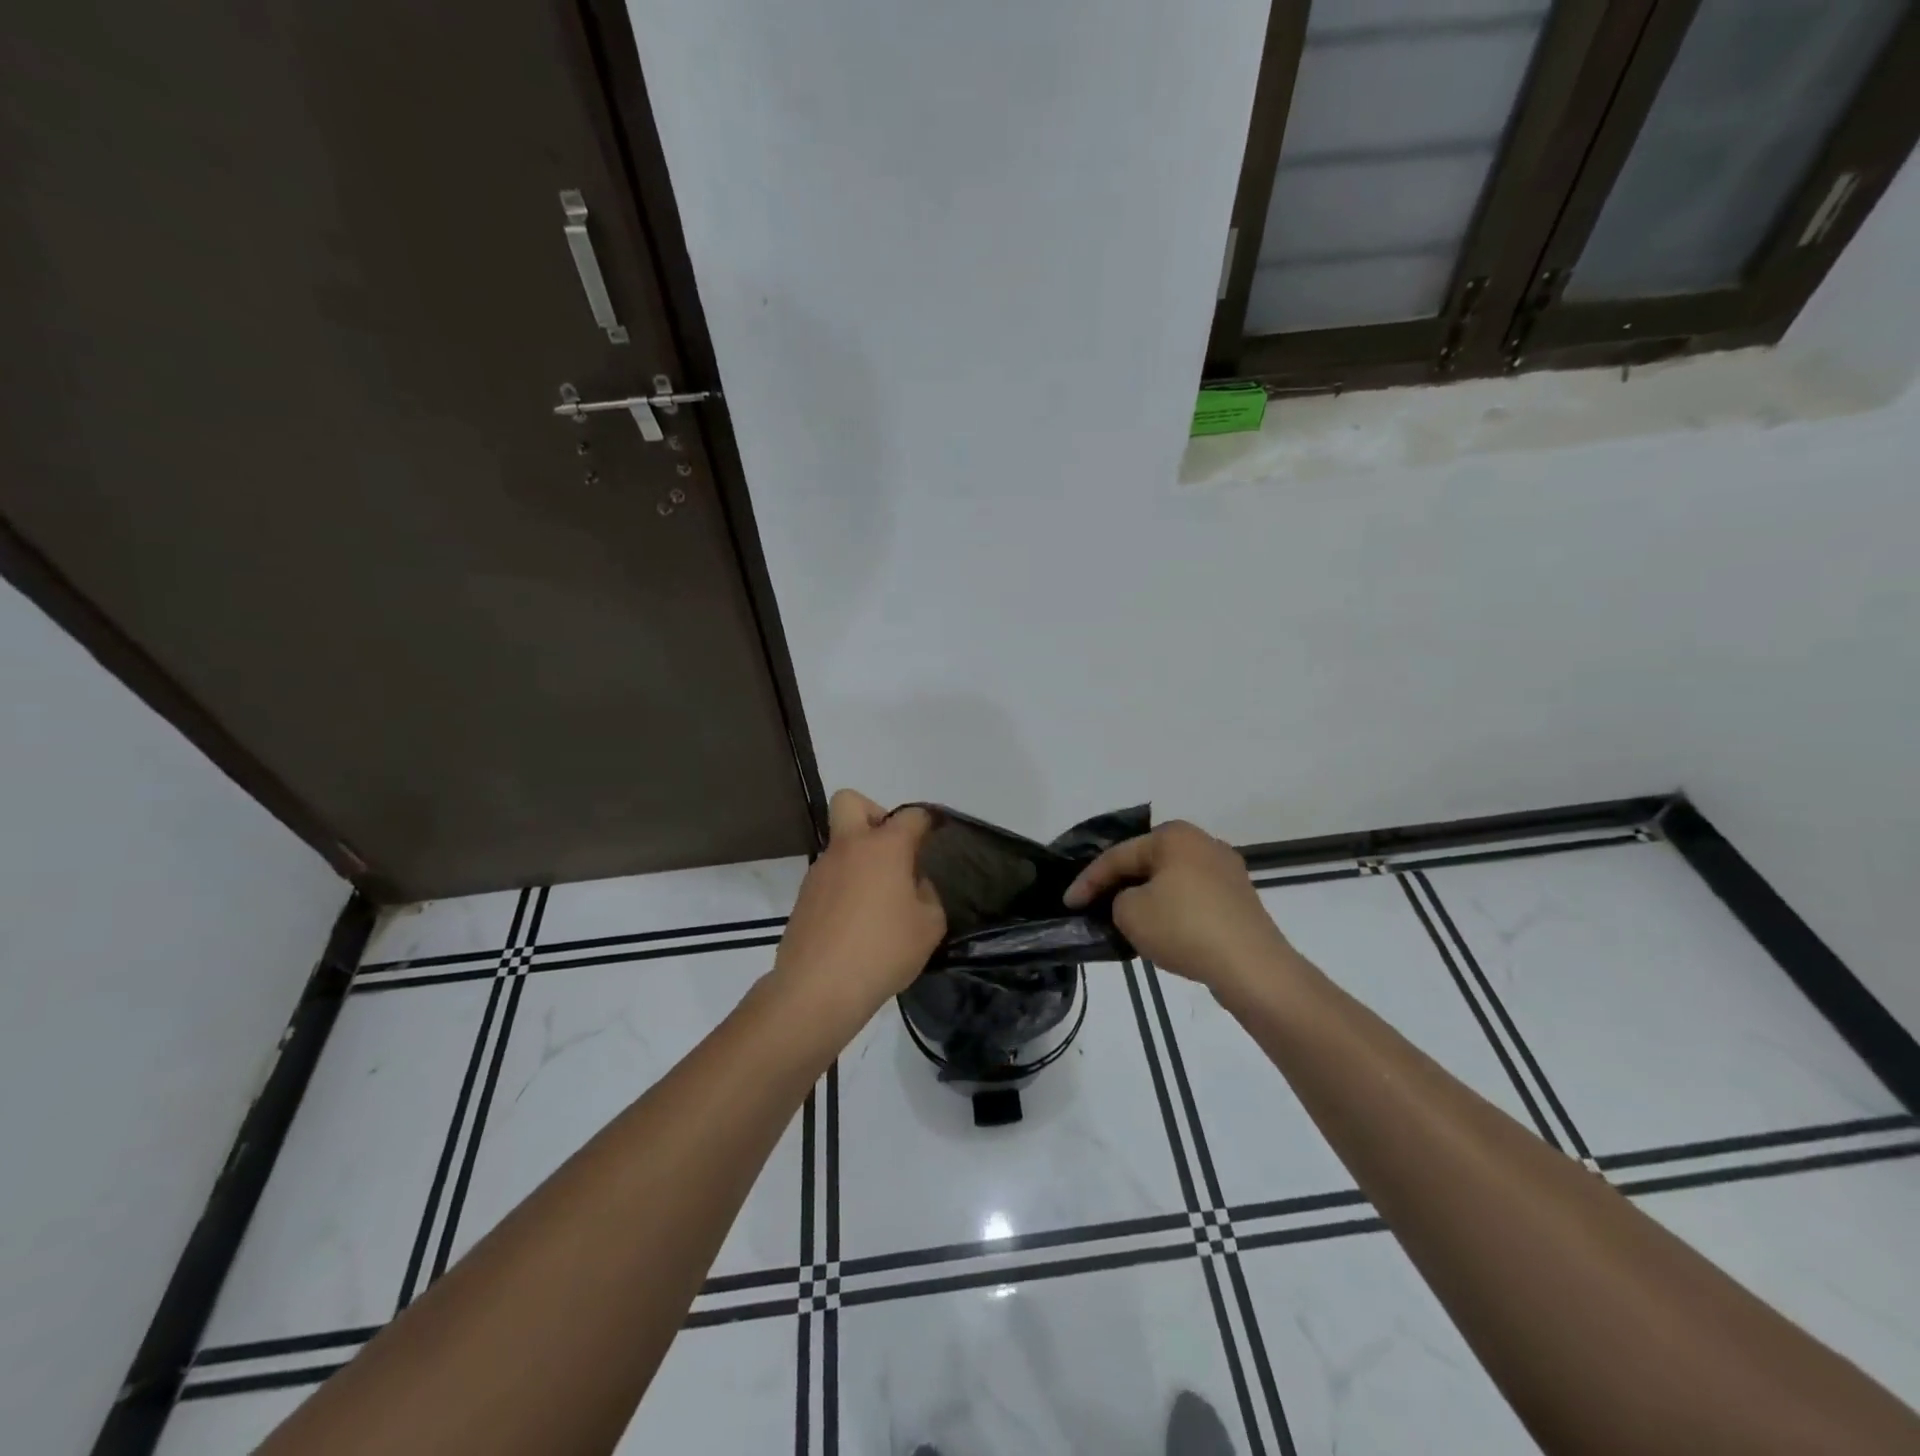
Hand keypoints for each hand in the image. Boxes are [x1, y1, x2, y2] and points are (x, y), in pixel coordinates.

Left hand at [771, 790, 945, 1023]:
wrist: (818, 987)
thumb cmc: (883, 951)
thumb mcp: (929, 926)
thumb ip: (928, 896)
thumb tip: (914, 885)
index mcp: (884, 847)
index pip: (911, 815)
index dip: (926, 822)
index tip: (934, 836)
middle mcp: (848, 847)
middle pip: (851, 801)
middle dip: (873, 814)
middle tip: (891, 850)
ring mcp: (820, 870)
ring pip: (840, 844)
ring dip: (859, 858)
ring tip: (879, 901)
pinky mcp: (804, 897)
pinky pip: (830, 876)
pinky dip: (845, 887)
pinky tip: (857, 923)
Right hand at [1063, 821, 1294, 995]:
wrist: (1251, 967)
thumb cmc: (1184, 928)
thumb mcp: (1130, 913)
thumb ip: (1117, 899)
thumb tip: (1133, 902)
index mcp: (1174, 835)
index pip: (1118, 856)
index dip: (1088, 881)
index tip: (1068, 903)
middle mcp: (1202, 842)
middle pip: (1146, 863)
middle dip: (1119, 885)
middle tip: (1093, 906)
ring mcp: (1226, 870)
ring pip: (1170, 881)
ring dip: (1146, 898)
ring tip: (1124, 920)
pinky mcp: (1239, 898)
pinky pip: (1193, 898)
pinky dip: (1172, 910)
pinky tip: (1161, 930)